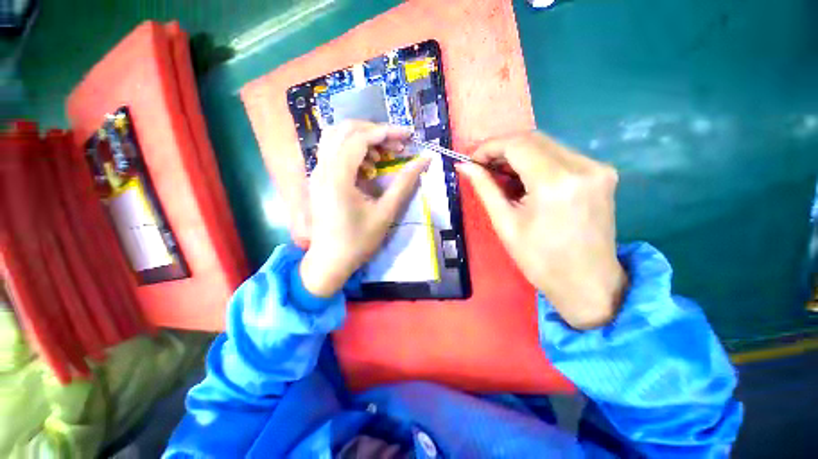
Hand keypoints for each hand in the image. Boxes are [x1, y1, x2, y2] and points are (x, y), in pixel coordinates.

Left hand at [299, 121, 430, 296]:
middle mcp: (322, 168)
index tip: (409, 136)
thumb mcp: (386, 213)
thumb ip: (405, 183)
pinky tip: (368, 168)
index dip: (386, 132)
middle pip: (344, 130)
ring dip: (363, 139)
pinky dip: (354, 151)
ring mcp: (317, 173)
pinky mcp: (319, 179)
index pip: (360, 138)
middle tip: (397, 144)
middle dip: (374, 131)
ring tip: (384, 156)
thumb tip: (424, 160)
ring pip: (337, 138)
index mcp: (337, 177)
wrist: (330, 261)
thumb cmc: (358, 241)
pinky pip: (334, 152)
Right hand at [458, 132, 626, 329]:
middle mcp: (581, 166)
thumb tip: (464, 166)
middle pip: (533, 139)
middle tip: (484, 167)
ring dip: (519, 155)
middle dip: (503, 149)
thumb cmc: (539, 259)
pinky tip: (526, 181)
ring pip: (547, 145)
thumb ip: (485, 188)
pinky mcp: (602, 173)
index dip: (490, 147)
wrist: (587, 282)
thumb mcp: (505, 223)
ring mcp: (597, 168)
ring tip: (502, 176)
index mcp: (554, 182)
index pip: (517, 144)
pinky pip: (561, 156)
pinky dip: (537, 162)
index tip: (473, 160)